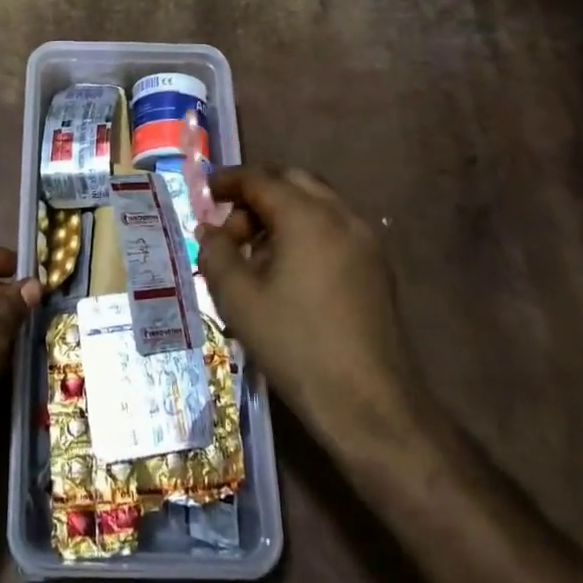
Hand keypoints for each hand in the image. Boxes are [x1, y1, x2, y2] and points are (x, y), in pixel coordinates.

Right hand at [196, 167, 427, 441]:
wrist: (369, 403)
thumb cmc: (295, 345)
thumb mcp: (238, 299)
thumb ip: (215, 253)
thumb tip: (209, 232)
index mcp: (306, 216)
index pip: (260, 178)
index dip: (228, 181)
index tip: (205, 193)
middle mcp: (340, 215)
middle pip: (292, 180)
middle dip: (256, 193)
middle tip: (230, 225)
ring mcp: (365, 239)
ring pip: (316, 202)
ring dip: (282, 211)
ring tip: (255, 252)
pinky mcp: (377, 265)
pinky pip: (334, 226)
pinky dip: (305, 229)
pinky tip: (288, 269)